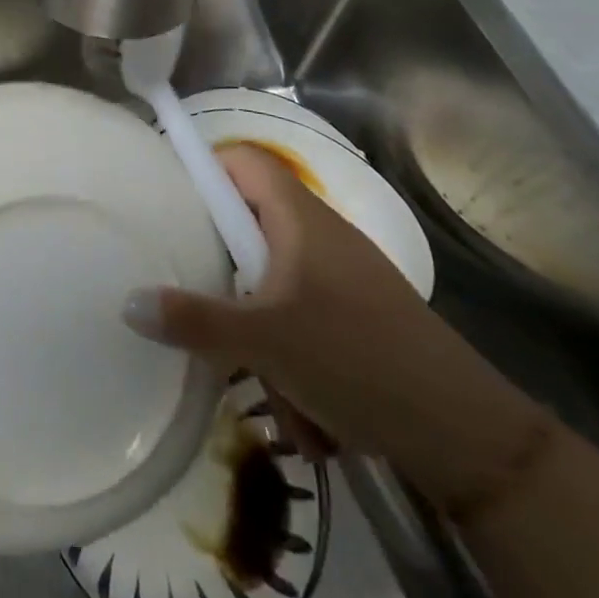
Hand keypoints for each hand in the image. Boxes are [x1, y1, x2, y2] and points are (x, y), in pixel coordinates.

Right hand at [123, 145, 543, 507]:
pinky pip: (304, 317)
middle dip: (223, 269)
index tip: (168, 202)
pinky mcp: (360, 318)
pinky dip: (292, 353)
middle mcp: (320, 234)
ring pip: (274, 281)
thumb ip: (194, 320)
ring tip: (258, 375)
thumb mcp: (263, 341)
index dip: (203, 168)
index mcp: (298, 216)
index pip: (241, 159)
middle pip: (250, 224)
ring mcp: (344, 277)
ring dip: (258, 326)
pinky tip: (302, 406)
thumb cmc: (356, 358)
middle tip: (194, 291)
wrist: (471, 438)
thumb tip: (127, 303)